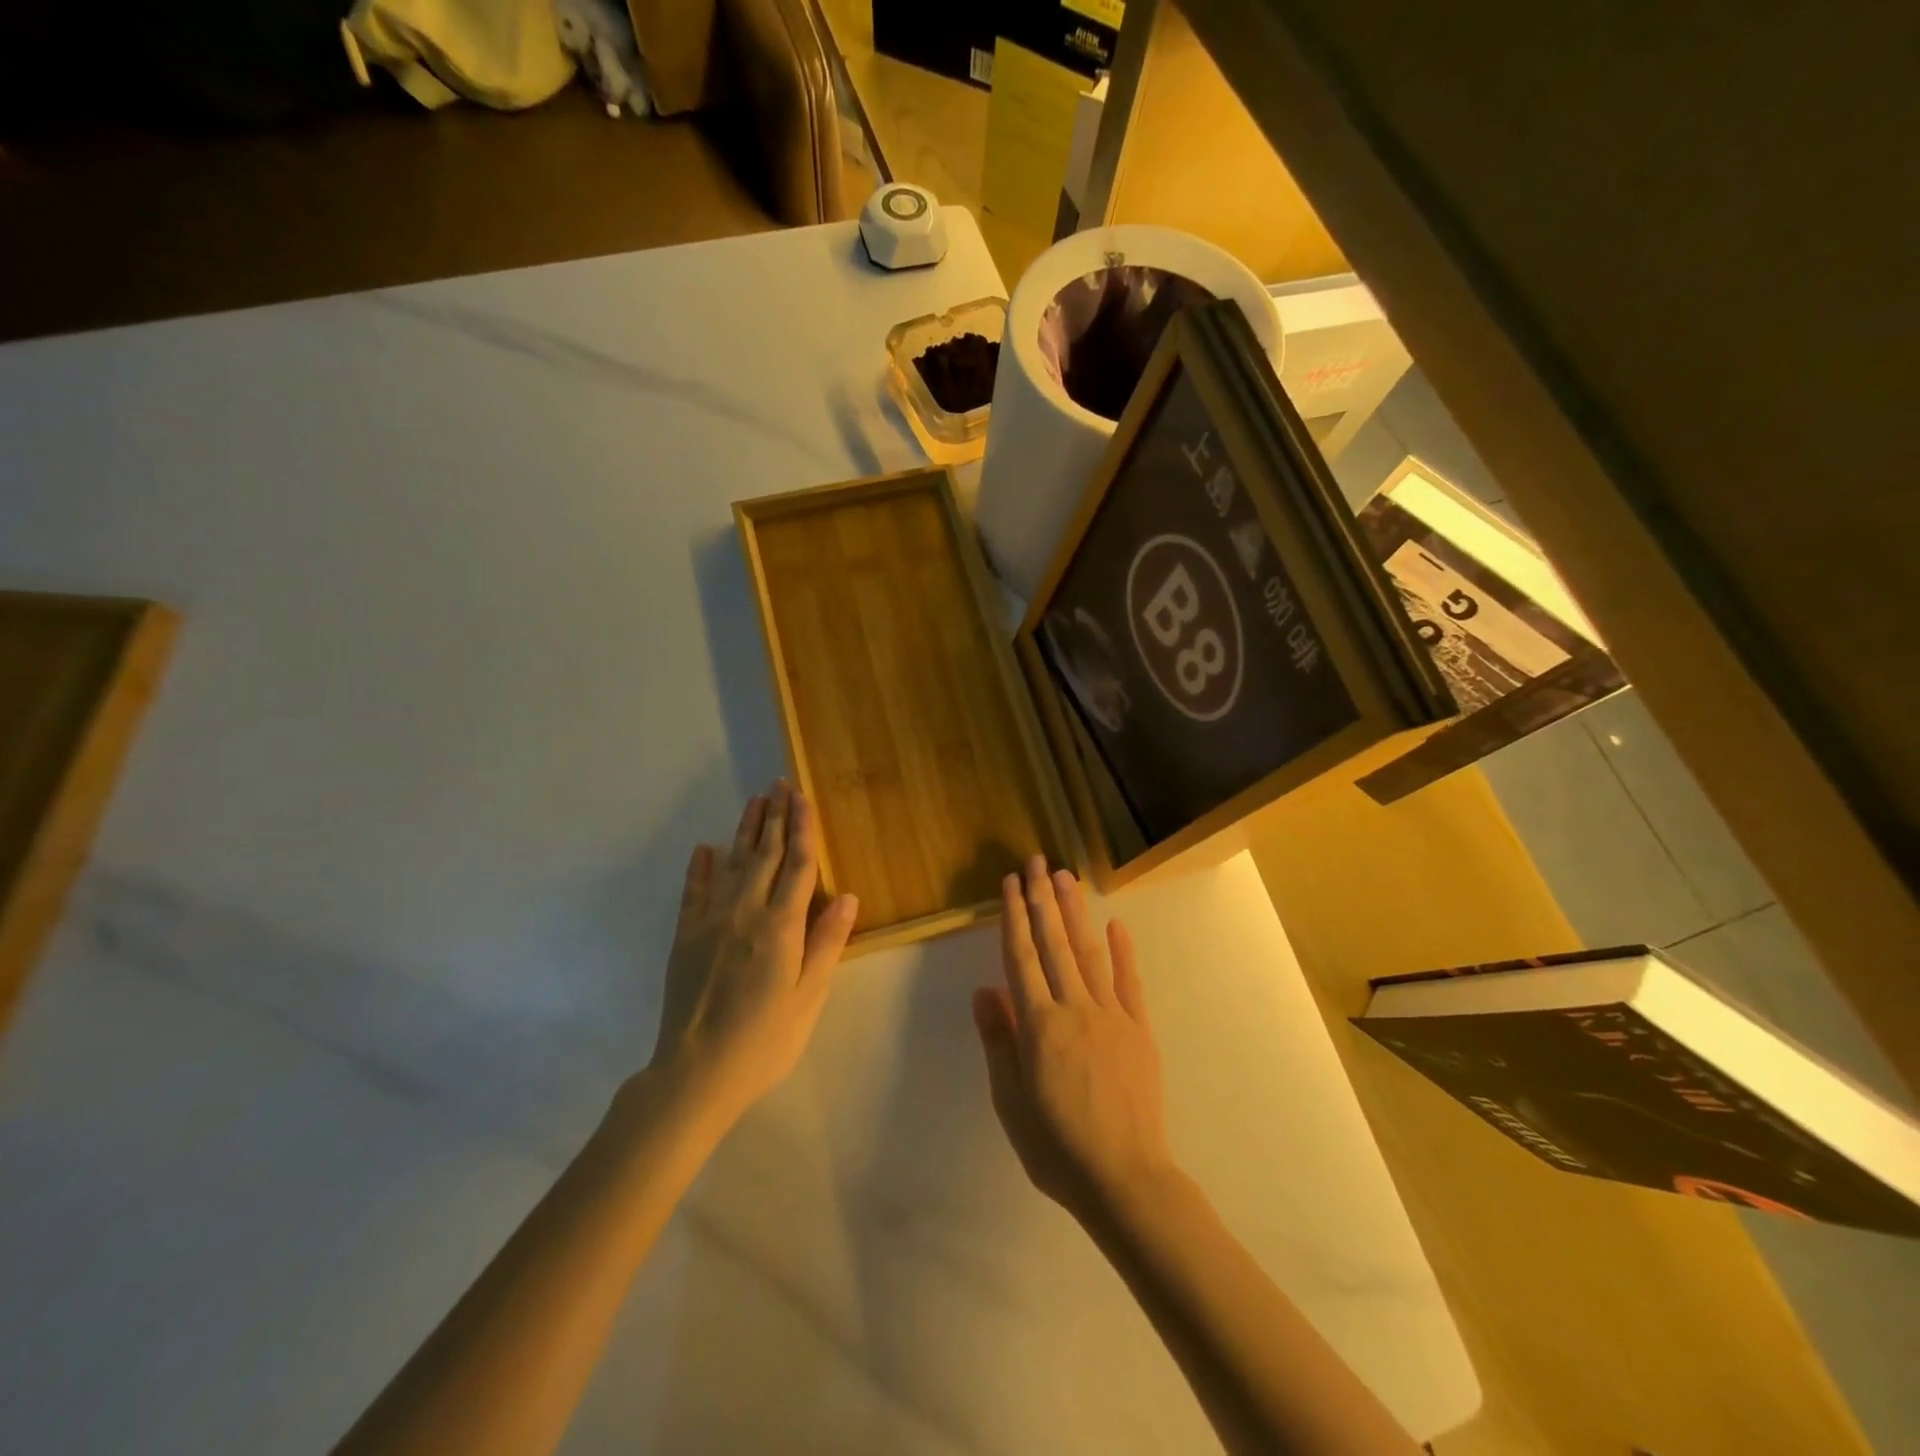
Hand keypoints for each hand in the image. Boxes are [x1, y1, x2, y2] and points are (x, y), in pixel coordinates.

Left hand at [644, 781, 858, 1129]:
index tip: (803, 796)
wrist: (695, 1074)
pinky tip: (705, 848)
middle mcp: (745, 913)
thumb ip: (826, 943)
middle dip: (775, 817)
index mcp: (781, 927)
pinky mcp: (685, 938)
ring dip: (744, 831)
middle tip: (779, 784)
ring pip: (732, 865)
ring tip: (754, 802)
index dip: (802, 828)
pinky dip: (700, 868)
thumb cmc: (764, 1040)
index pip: (797, 865)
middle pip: (764, 855)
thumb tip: (847, 895)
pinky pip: (693, 892)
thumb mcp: (808, 997)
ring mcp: (710, 923)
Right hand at [972, 857, 1176, 1226]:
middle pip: (1054, 943)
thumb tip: (984, 990)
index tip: (1010, 883)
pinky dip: (1123, 951)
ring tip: (1066, 877)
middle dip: (1042, 899)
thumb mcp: (1010, 1102)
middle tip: (1036, 861)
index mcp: (1039, 1024)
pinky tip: (1116, 924)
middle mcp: (1074, 1008)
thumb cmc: (1057, 1147)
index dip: (1014, 917)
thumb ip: (999, 1041)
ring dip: (1075, 912)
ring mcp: (1111, 1015)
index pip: (1021, 957)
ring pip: (1088, 952)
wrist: (1126, 1179)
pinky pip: (1130, 982)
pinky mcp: (1139, 1029)